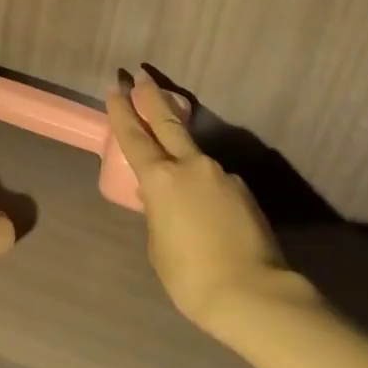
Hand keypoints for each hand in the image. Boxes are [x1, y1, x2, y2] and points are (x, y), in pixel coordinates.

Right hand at [104, 66, 311, 327]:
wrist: (251, 292)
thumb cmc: (189, 274)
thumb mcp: (158, 243)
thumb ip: (157, 211)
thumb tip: (162, 197)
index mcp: (161, 179)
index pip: (135, 137)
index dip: (121, 112)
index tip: (115, 88)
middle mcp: (192, 167)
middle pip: (168, 123)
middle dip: (152, 99)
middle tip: (142, 76)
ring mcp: (222, 176)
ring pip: (194, 156)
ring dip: (181, 154)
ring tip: (173, 175)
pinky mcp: (244, 192)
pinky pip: (215, 182)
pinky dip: (203, 186)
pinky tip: (204, 211)